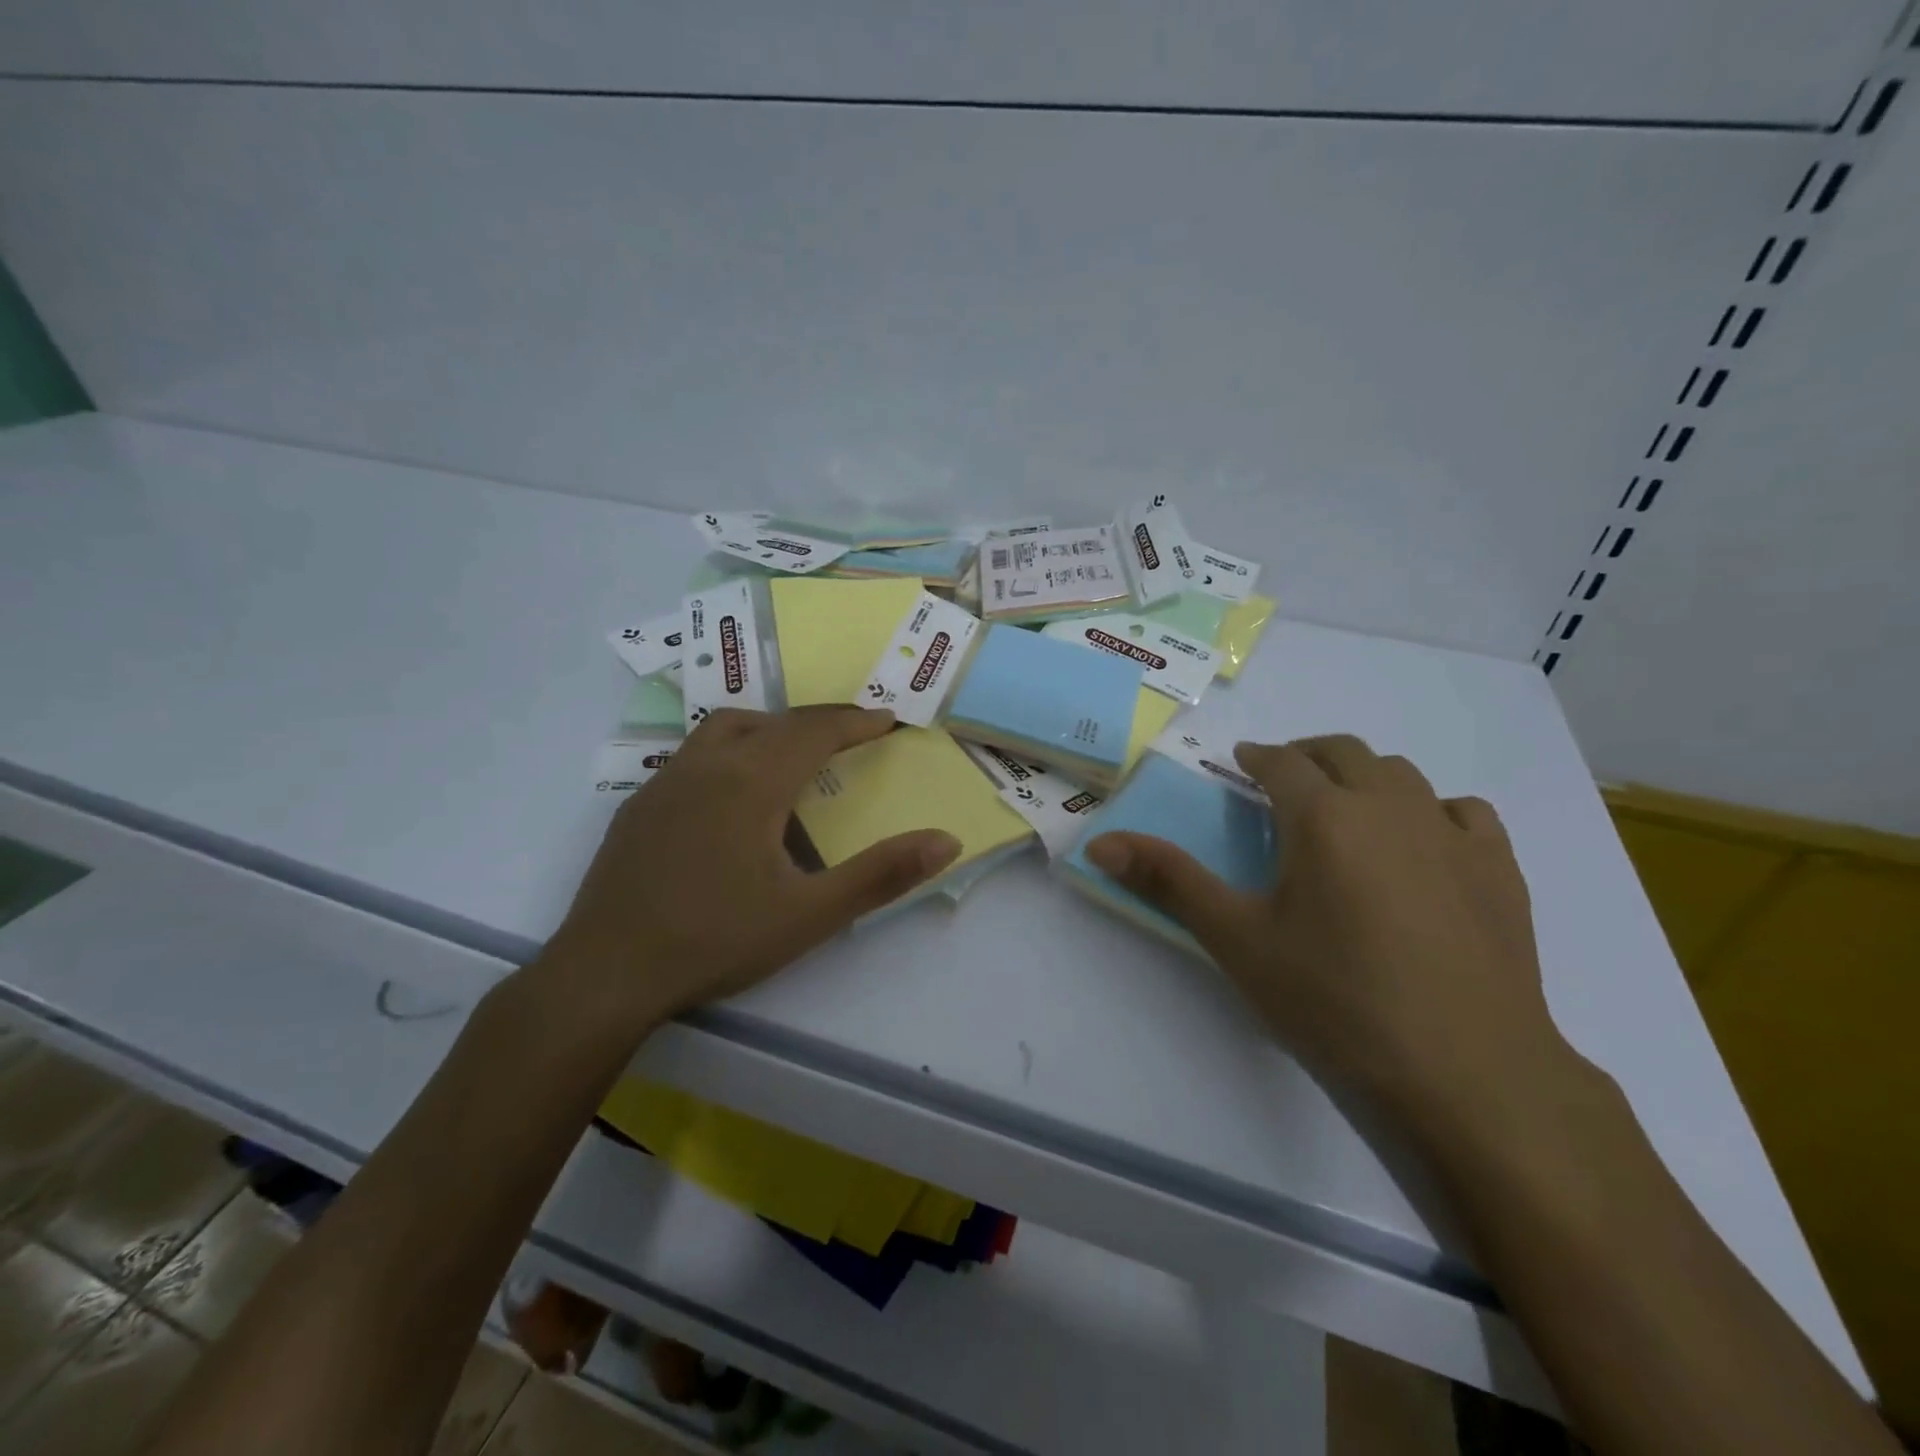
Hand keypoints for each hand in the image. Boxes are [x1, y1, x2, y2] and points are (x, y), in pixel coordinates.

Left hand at [540, 707, 961, 1028]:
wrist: (605, 975)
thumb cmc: (715, 940)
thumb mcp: (809, 914)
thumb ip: (881, 875)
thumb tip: (946, 841)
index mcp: (751, 782)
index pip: (814, 731)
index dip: (855, 722)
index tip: (887, 720)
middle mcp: (706, 766)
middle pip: (774, 721)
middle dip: (820, 721)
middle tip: (854, 733)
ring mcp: (665, 782)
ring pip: (726, 727)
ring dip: (771, 727)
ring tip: (795, 753)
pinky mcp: (639, 806)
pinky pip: (695, 755)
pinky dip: (732, 751)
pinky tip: (733, 796)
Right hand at [1084, 734, 1580, 1133]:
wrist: (1466, 1072)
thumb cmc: (1335, 1000)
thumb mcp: (1237, 940)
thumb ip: (1169, 882)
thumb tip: (1100, 842)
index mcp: (1324, 816)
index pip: (1282, 762)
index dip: (1256, 757)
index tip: (1240, 764)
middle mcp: (1390, 807)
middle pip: (1344, 753)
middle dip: (1307, 756)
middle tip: (1283, 782)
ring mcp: (1452, 834)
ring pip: (1403, 775)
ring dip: (1365, 778)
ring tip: (1346, 811)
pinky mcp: (1500, 870)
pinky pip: (1463, 812)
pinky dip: (1432, 810)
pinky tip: (1422, 845)